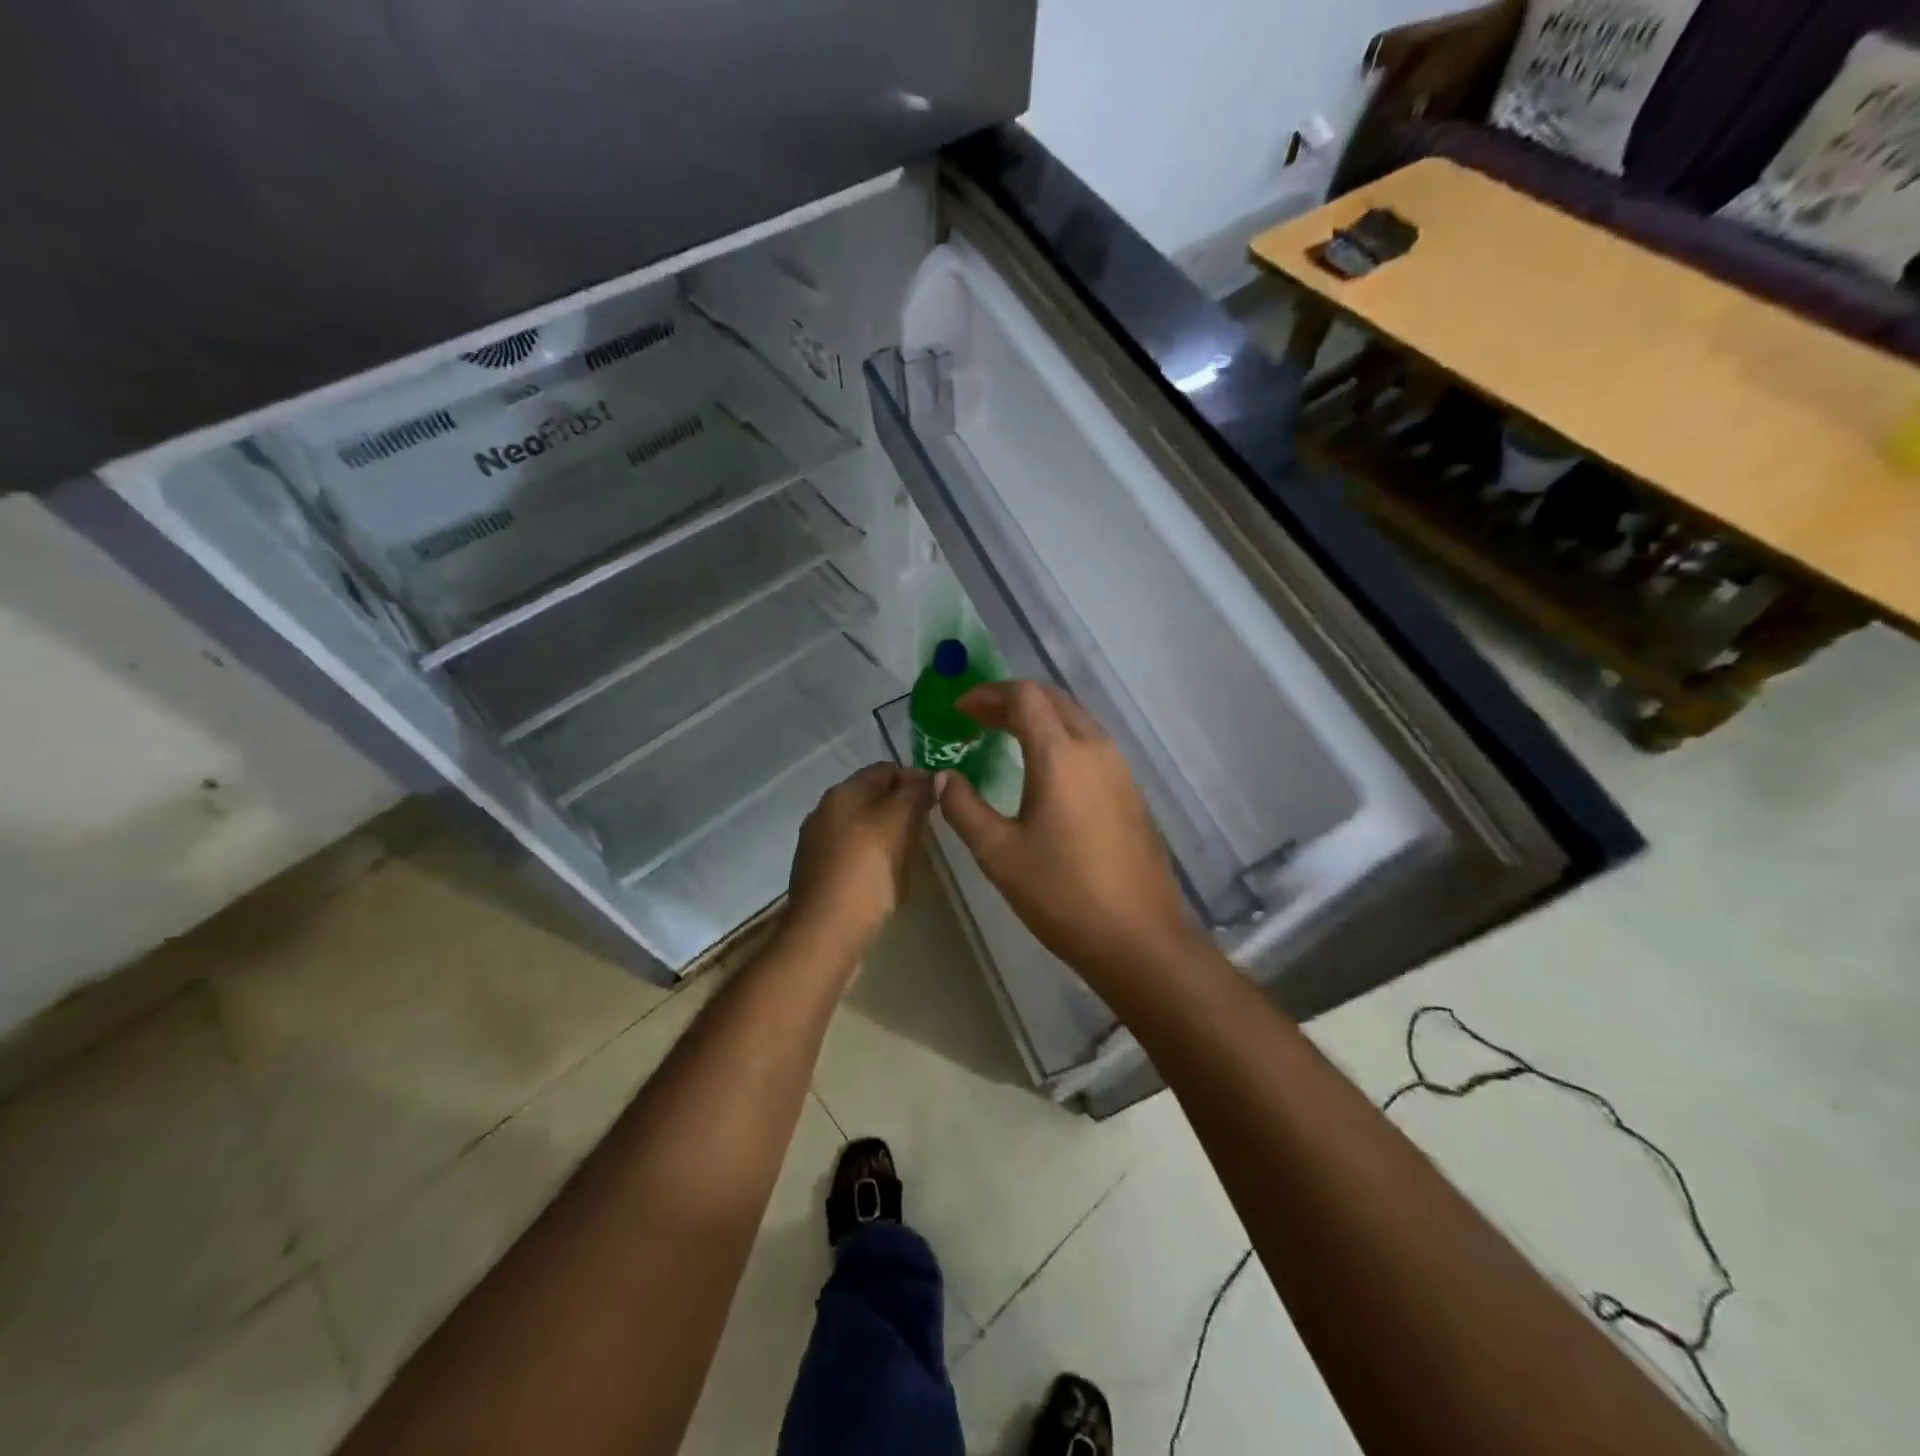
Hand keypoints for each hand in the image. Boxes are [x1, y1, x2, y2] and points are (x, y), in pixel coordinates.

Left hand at [783, 764, 934, 960]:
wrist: (825, 933)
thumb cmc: (865, 872)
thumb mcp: (897, 823)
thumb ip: (914, 794)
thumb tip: (931, 776)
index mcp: (842, 793)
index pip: (885, 770)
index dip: (915, 779)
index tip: (940, 800)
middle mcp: (825, 812)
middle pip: (874, 799)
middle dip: (903, 810)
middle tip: (928, 833)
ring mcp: (818, 844)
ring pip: (865, 828)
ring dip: (891, 837)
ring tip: (912, 859)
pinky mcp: (819, 874)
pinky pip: (855, 856)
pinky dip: (875, 860)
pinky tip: (888, 881)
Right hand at [935, 682, 1198, 980]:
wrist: (1139, 938)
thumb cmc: (1062, 895)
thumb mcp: (999, 854)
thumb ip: (964, 808)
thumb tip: (944, 778)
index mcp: (1061, 756)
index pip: (1024, 697)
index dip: (988, 695)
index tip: (959, 710)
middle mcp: (1096, 749)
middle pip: (1053, 699)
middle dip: (1012, 700)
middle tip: (978, 719)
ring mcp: (1120, 769)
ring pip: (1076, 719)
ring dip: (1039, 717)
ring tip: (1005, 737)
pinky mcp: (1131, 791)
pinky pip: (1092, 744)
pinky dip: (1061, 738)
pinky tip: (1044, 769)